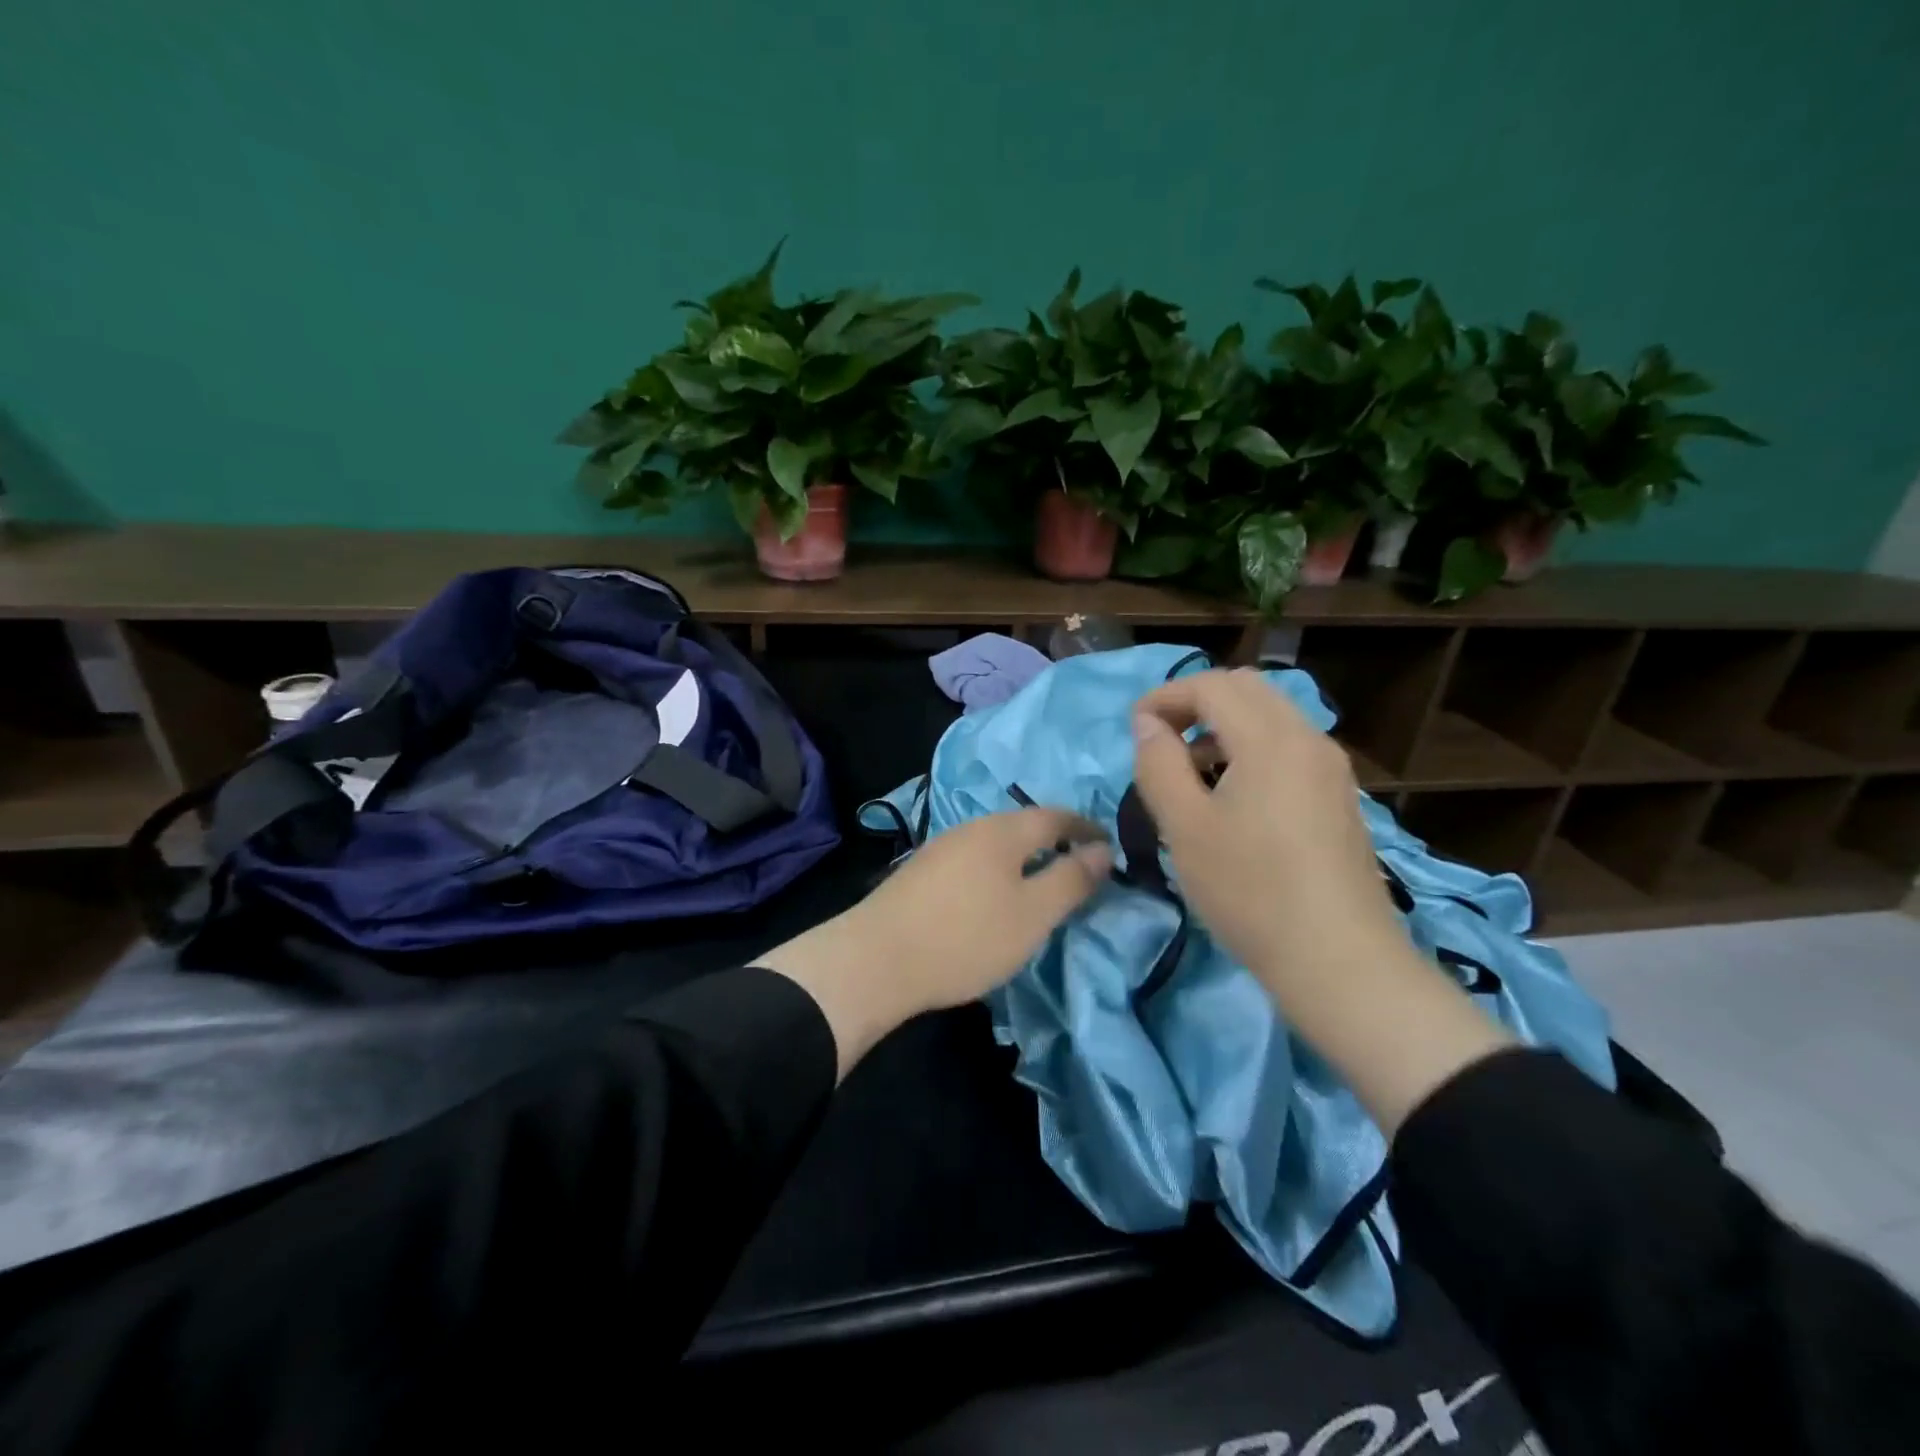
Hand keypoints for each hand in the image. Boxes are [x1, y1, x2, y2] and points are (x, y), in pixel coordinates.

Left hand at [754, 809, 1111, 1078]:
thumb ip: (1071, 879)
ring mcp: (941, 848)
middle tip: (1078, 865)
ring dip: (1023, 857)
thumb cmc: (966, 937)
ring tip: (1041, 882)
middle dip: (1054, 841)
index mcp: (1003, 831)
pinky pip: (973, 861)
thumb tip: (1103, 850)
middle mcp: (971, 828)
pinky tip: (993, 896)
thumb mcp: (1033, 914)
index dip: (1085, 829)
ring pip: (995, 844)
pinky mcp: (920, 873)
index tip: (1109, 844)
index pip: (1056, 817)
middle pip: (1022, 826)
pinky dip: (996, 871)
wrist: (876, 959)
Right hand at [1130, 668, 1402, 985]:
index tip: (1133, 729)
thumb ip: (1159, 764)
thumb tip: (1148, 725)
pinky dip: (1250, 747)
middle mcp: (1308, 739)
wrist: (1339, 961)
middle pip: (1246, 689)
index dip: (1164, 696)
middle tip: (1160, 740)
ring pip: (1270, 716)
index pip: (1211, 686)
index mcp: (1271, 739)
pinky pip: (1288, 746)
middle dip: (1195, 702)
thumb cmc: (1250, 891)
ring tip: (1189, 771)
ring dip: (1223, 725)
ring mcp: (1330, 768)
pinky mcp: (1338, 797)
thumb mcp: (1185, 827)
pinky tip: (1231, 796)